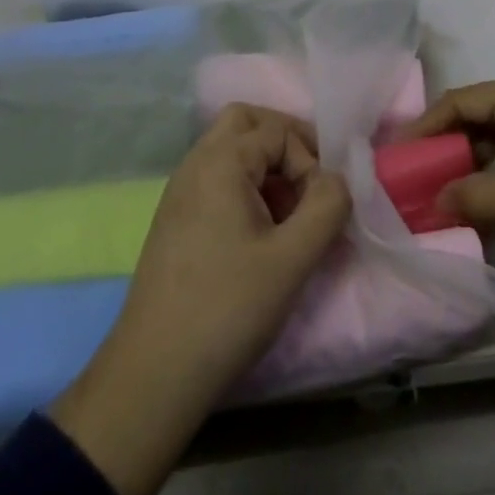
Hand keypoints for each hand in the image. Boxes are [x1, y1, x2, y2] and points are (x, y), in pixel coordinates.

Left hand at [50, 105, 350, 494]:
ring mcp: (179, 191)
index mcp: (220, 161)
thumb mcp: (293, 258)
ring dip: (265, 165)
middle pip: (245, 122)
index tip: (322, 205)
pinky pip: (215, 178)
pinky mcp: (175, 218)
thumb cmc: (228, 308)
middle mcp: (195, 163)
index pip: (278, 130)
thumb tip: (339, 178)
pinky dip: (244, 185)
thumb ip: (327, 207)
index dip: (309, 160)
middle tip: (309, 182)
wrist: (155, 372)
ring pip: (229, 149)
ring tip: (288, 212)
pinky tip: (259, 232)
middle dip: (284, 142)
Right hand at [402, 70, 494, 247]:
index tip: (397, 161)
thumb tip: (432, 204)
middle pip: (476, 115)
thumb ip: (485, 197)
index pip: (458, 102)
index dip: (424, 129)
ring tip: (447, 196)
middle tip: (417, 185)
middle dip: (445, 148)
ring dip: (473, 162)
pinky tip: (493, 198)